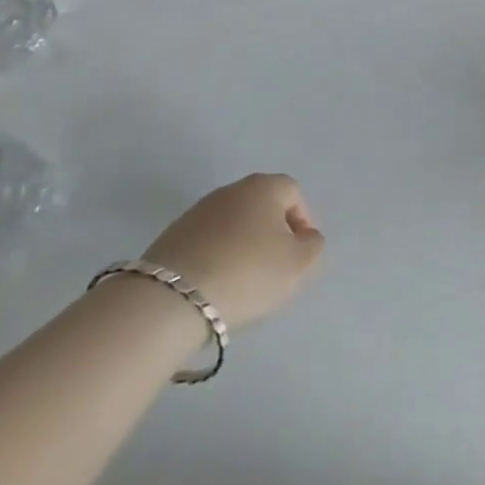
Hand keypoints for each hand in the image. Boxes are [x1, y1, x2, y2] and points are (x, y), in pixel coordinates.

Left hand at [141, 174, 323, 330]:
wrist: (173, 297)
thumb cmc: (247, 273)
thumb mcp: (298, 264)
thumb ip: (313, 246)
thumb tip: (305, 237)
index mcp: (263, 186)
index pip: (293, 192)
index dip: (302, 221)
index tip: (300, 254)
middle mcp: (230, 190)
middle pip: (262, 206)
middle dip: (272, 233)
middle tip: (275, 268)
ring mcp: (197, 211)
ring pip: (233, 224)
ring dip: (243, 246)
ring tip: (243, 282)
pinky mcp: (172, 236)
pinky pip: (207, 242)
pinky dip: (217, 258)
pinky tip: (215, 285)